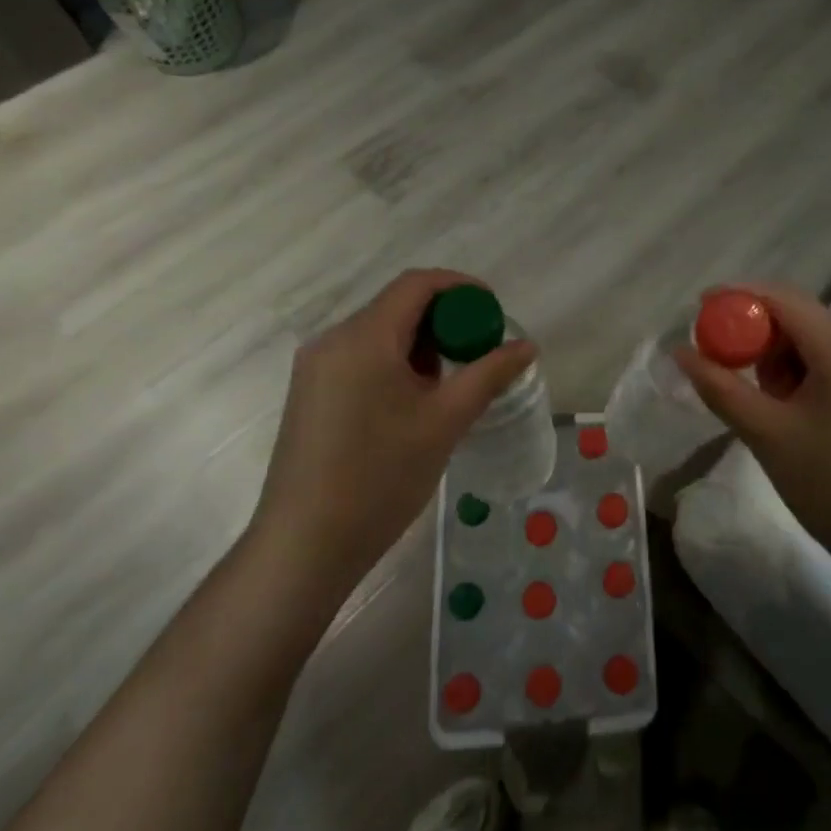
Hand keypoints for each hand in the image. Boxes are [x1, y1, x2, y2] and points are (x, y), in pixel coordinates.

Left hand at [250, 269, 536, 593]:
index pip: (417, 284)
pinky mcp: (309, 393)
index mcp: (364, 337)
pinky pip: (360, 357)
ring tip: (451, 382)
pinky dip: (395, 362)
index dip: (460, 287)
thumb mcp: (445, 422)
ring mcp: (315, 367)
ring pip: (379, 333)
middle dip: (444, 320)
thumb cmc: (380, 478)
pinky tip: (414, 401)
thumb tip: (526, 346)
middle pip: (397, 306)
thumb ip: (488, 375)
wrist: (304, 546)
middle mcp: (333, 340)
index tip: (492, 310)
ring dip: (420, 344)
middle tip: (479, 352)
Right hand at [674, 282, 830, 580]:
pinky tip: (790, 407)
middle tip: (724, 364)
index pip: (783, 298)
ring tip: (763, 401)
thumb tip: (680, 352)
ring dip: (779, 355)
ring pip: (814, 337)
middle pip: (800, 314)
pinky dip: (802, 370)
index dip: (738, 296)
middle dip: (756, 332)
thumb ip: (720, 387)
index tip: (699, 311)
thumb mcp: (766, 435)